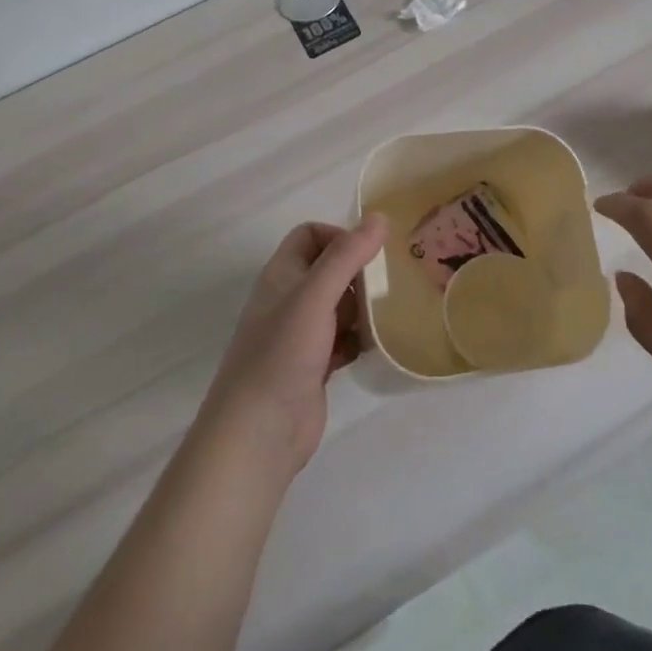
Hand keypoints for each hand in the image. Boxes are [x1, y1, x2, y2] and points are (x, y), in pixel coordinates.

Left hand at [199, 213, 388, 481]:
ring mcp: (301, 335)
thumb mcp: (315, 296)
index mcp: (282, 276)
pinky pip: (344, 340)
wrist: (259, 433)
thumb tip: (379, 218)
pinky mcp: (315, 366)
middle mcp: (289, 300)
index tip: (369, 254)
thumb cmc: (282, 354)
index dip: (339, 236)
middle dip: (359, 272)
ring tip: (392, 311)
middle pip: (329, 270)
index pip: (310, 235)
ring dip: (364, 306)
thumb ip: (346, 256)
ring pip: (339, 306)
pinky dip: (361, 338)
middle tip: (391, 282)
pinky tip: (378, 345)